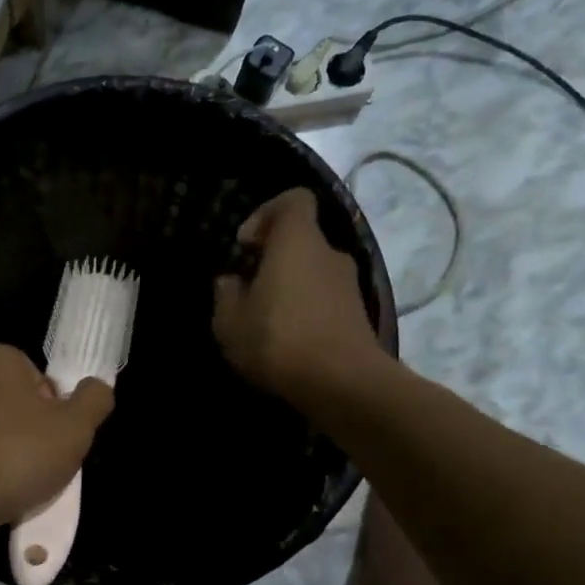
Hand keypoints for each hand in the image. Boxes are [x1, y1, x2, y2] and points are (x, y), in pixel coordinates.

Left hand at [0, 344, 114, 532]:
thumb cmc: (17, 454)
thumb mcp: (75, 428)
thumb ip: (94, 399)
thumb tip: (97, 387)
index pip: (37, 377)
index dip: (54, 408)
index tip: (56, 437)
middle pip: (9, 400)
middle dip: (26, 428)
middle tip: (40, 461)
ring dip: (0, 448)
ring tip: (14, 481)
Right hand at [213, 188, 386, 406]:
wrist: (343, 384)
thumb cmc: (279, 340)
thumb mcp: (230, 321)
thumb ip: (226, 294)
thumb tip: (231, 281)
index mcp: (297, 241)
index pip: (293, 200)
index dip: (266, 214)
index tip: (246, 246)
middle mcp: (329, 254)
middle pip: (301, 241)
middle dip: (272, 261)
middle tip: (247, 291)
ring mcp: (349, 285)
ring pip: (312, 273)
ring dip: (288, 290)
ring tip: (264, 323)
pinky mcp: (358, 315)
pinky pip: (324, 301)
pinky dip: (305, 312)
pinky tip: (287, 343)